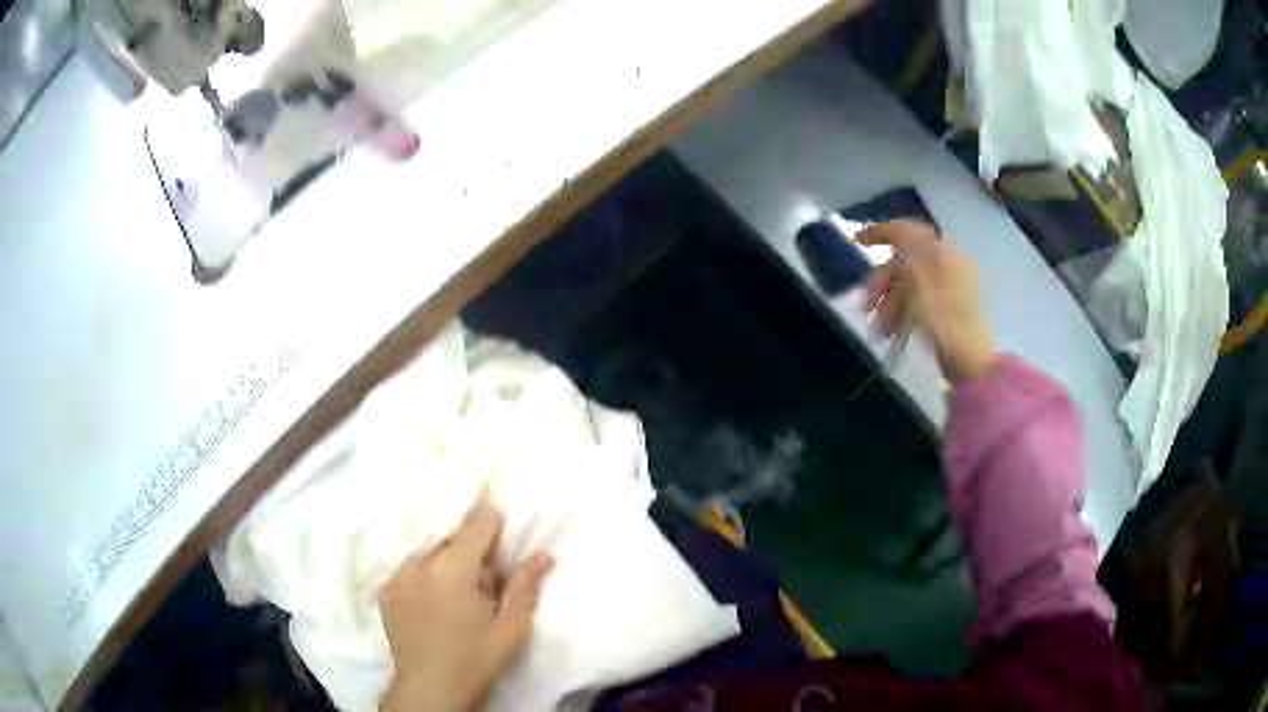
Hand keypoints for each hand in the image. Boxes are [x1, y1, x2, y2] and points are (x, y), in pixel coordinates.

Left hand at [379, 501, 553, 711]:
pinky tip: (433, 607)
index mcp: (452, 568)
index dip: (495, 529)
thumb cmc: (476, 660)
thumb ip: (526, 585)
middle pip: (453, 536)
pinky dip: (425, 577)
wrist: (430, 690)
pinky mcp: (385, 591)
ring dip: (447, 564)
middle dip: (472, 554)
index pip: (477, 520)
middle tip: (484, 590)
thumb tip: (543, 553)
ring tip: (456, 602)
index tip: (502, 556)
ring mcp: (397, 576)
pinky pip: (410, 569)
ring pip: (430, 552)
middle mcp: (419, 563)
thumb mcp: (511, 628)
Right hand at [859, 220, 995, 380]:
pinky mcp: (949, 308)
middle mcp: (949, 264)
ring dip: (889, 301)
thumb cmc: (945, 323)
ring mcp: (951, 287)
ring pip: (910, 284)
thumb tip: (896, 231)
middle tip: (866, 303)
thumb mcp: (920, 285)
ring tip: (879, 327)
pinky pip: (919, 299)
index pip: (910, 231)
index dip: (882, 232)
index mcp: (945, 253)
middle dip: (882, 281)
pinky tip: (893, 330)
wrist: (971, 364)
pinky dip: (902, 310)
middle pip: (907, 261)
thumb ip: (907, 254)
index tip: (857, 242)